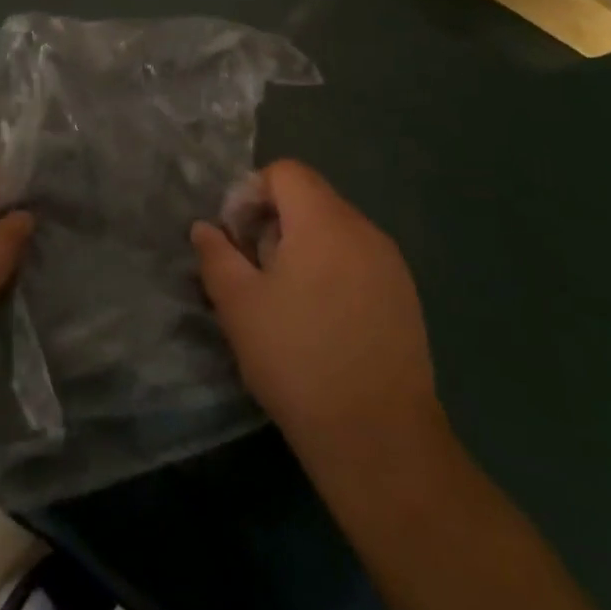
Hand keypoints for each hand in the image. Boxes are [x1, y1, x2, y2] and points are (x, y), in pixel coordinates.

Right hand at [194, 161, 445, 475]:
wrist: (378, 437)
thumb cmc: (297, 360)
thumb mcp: (238, 305)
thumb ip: (216, 256)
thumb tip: (205, 228)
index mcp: (324, 221)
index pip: (286, 172)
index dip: (252, 192)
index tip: (236, 237)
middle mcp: (364, 230)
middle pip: (312, 198)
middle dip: (274, 221)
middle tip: (254, 270)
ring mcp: (391, 263)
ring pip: (336, 230)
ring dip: (303, 246)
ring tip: (285, 299)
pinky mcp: (405, 296)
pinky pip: (359, 259)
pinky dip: (332, 269)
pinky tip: (321, 321)